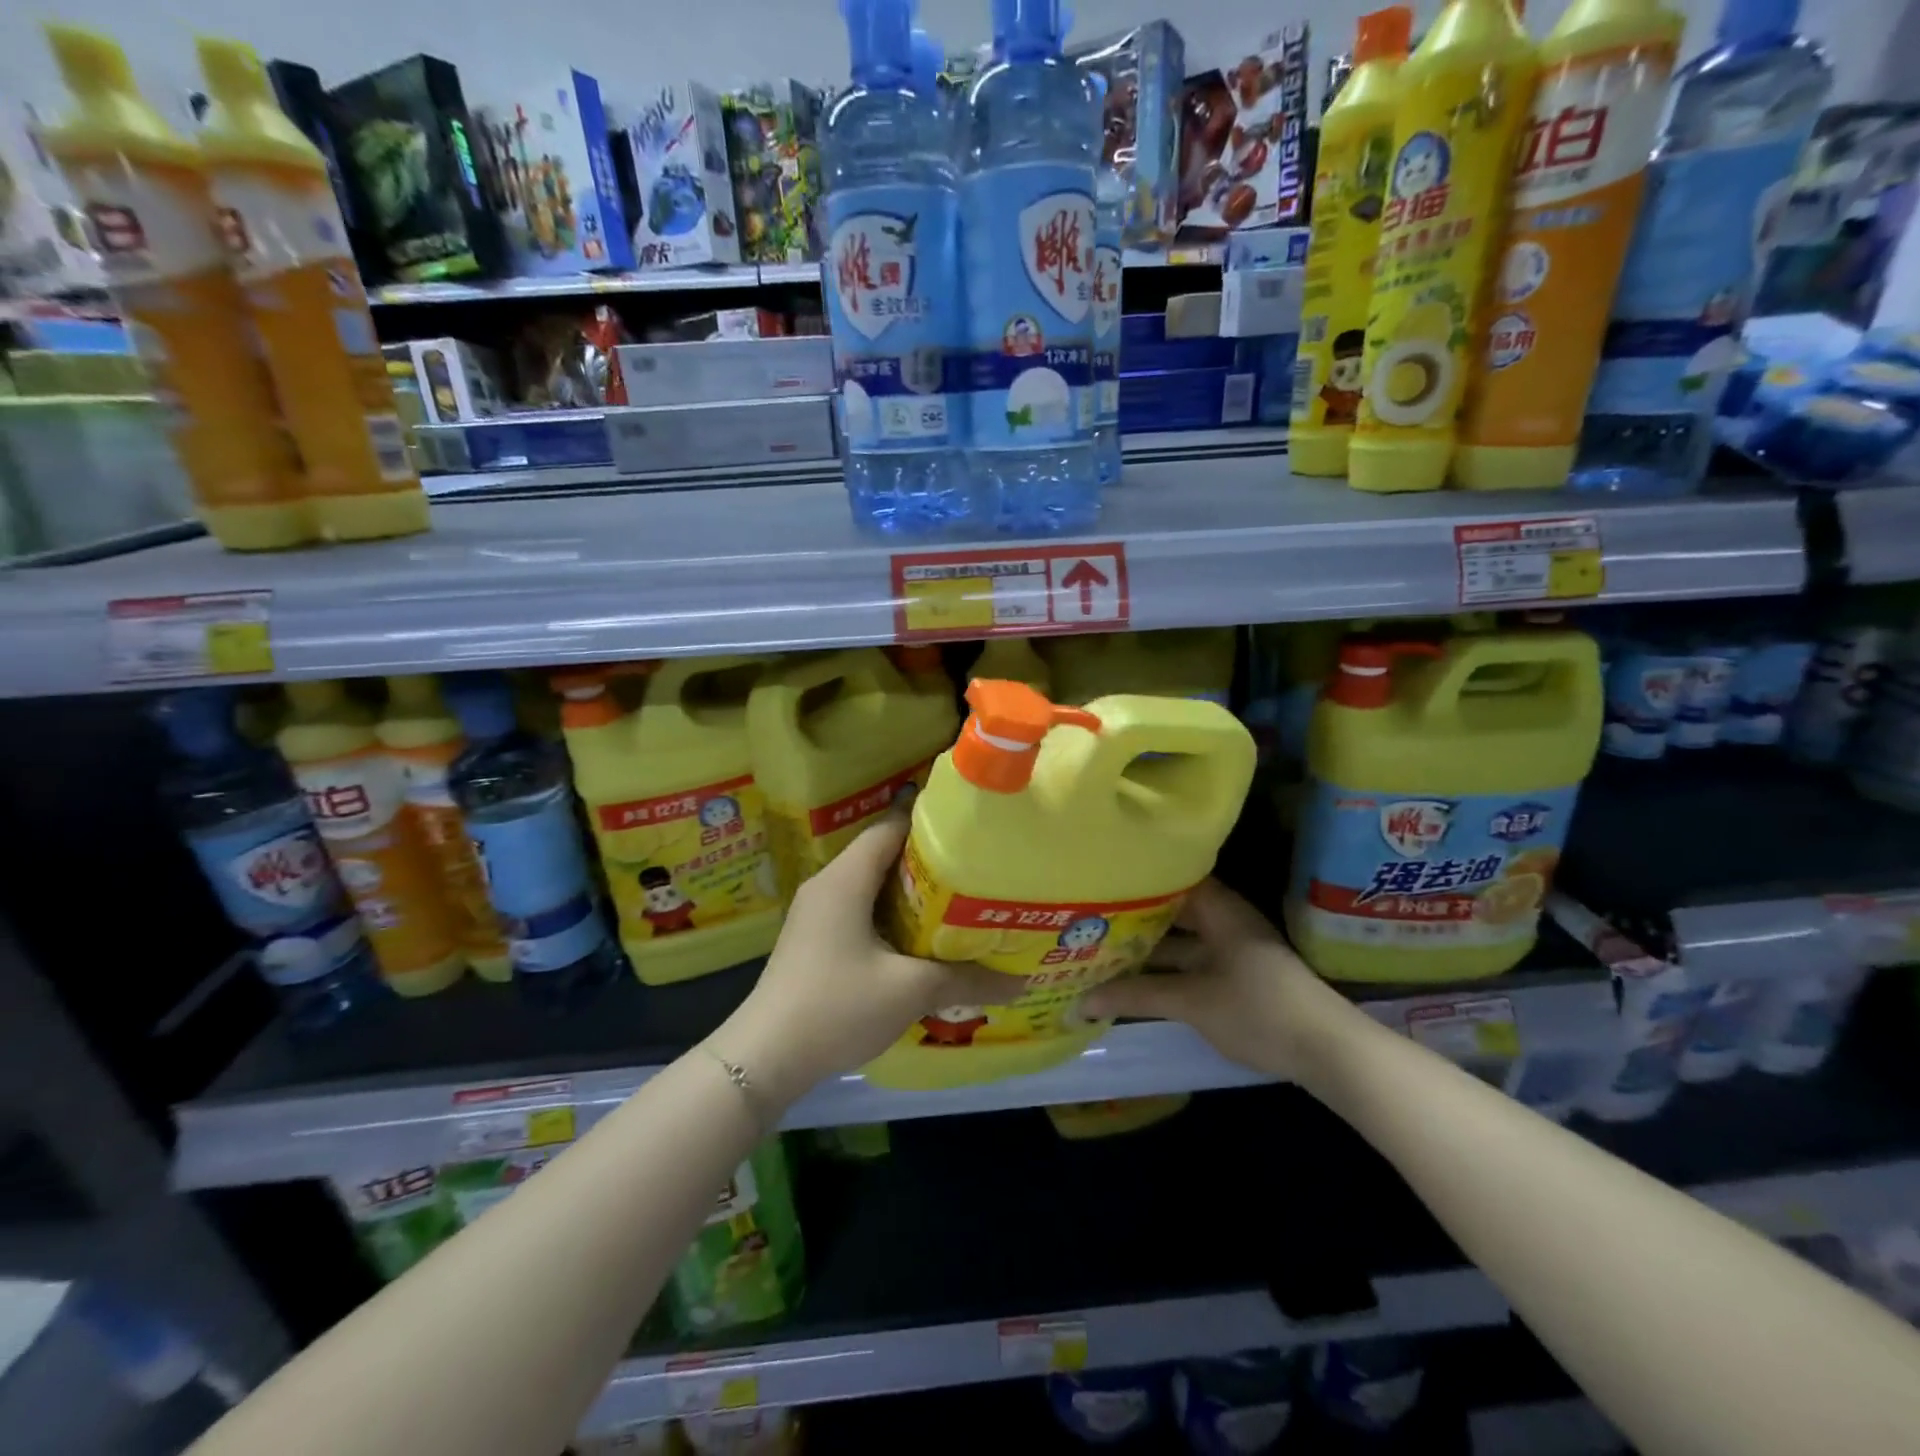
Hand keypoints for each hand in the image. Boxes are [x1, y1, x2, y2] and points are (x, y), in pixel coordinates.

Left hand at [706, 805, 1011, 1108]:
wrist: (764, 1058)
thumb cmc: (837, 1007)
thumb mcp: (909, 991)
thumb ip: (965, 979)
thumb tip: (1019, 982)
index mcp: (846, 878)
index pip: (891, 827)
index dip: (931, 821)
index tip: (971, 826)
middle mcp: (829, 884)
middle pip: (884, 853)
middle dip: (929, 859)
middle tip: (977, 866)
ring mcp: (818, 913)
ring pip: (873, 885)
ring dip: (912, 891)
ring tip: (960, 900)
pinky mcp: (816, 939)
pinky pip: (861, 909)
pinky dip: (892, 914)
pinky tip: (921, 937)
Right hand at [1081, 879, 1341, 1081]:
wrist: (1327, 1050)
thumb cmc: (1256, 1008)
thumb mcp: (1191, 1001)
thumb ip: (1135, 995)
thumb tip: (1079, 1001)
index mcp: (1218, 909)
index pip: (1169, 878)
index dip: (1134, 880)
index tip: (1097, 884)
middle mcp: (1225, 921)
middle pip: (1171, 912)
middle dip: (1133, 920)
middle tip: (1088, 921)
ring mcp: (1232, 950)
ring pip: (1180, 942)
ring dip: (1148, 950)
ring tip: (1101, 951)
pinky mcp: (1237, 978)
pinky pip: (1191, 964)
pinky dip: (1165, 970)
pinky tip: (1135, 981)